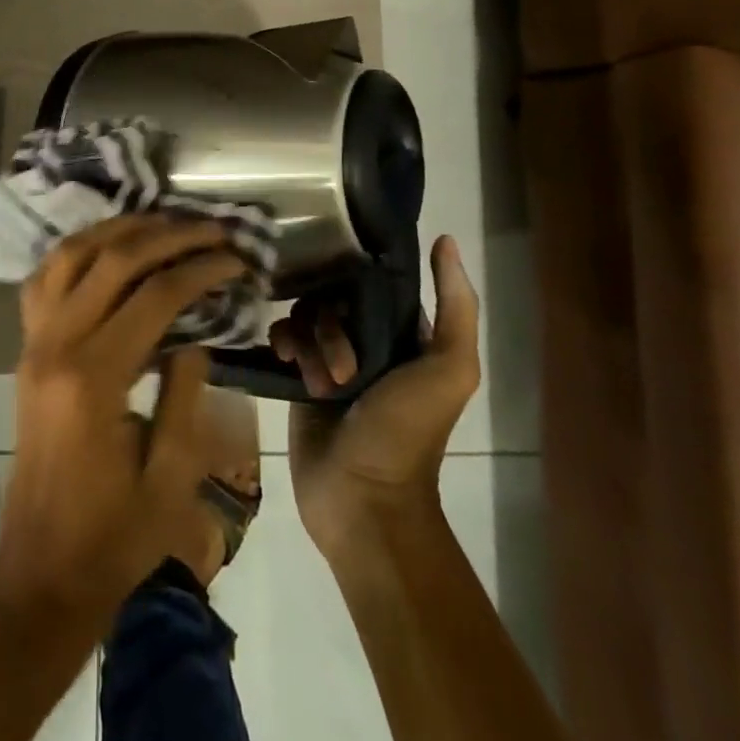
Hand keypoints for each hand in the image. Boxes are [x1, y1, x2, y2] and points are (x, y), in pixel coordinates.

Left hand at [0, 215, 243, 616]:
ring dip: (119, 230)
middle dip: (169, 235)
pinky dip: (77, 250)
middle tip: (212, 228)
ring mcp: (33, 342)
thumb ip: (185, 395)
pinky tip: (108, 247)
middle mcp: (55, 345)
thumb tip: (193, 334)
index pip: (154, 296)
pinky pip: (44, 279)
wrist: (41, 570)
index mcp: (93, 378)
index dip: (201, 269)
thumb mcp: (171, 477)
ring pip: (71, 255)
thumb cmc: (114, 536)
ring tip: (164, 221)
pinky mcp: (25, 348)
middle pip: (113, 261)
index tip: (237, 259)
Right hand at [271, 235, 480, 556]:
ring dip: (309, 340)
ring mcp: (330, 360)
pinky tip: (287, 362)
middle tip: (342, 364)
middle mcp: (367, 341)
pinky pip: (284, 338)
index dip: (360, 275)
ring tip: (317, 379)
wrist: (362, 501)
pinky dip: (283, 344)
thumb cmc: (408, 433)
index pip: (375, 282)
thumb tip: (446, 240)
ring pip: (306, 315)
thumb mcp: (448, 369)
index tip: (343, 277)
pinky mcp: (299, 378)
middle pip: (334, 297)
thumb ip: (456, 307)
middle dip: (331, 322)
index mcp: (405, 335)